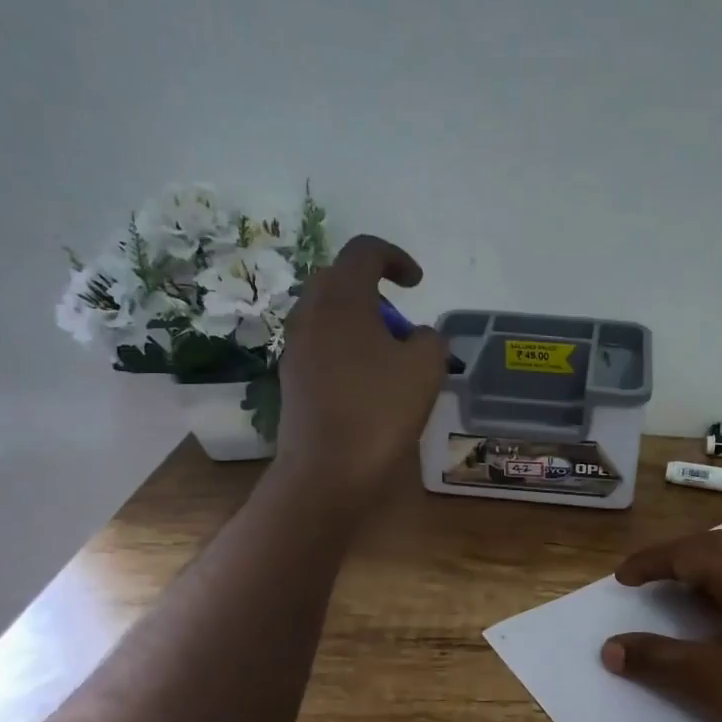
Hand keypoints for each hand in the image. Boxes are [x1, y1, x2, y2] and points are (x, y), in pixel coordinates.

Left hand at [275, 235, 447, 495]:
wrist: (327, 470)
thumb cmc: (380, 410)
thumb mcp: (426, 368)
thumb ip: (429, 339)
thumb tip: (416, 337)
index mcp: (342, 299)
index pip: (364, 251)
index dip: (396, 258)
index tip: (417, 284)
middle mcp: (310, 313)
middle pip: (339, 278)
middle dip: (373, 290)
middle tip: (400, 322)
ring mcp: (295, 346)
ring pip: (326, 313)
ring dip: (358, 320)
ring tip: (388, 354)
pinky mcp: (292, 376)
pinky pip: (320, 343)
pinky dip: (345, 346)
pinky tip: (367, 380)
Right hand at [601, 531, 721, 721]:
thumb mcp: (708, 681)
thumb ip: (655, 659)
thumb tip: (609, 649)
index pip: (690, 553)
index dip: (651, 562)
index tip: (621, 579)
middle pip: (716, 547)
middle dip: (676, 556)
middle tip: (644, 576)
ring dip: (702, 569)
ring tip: (673, 589)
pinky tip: (716, 615)